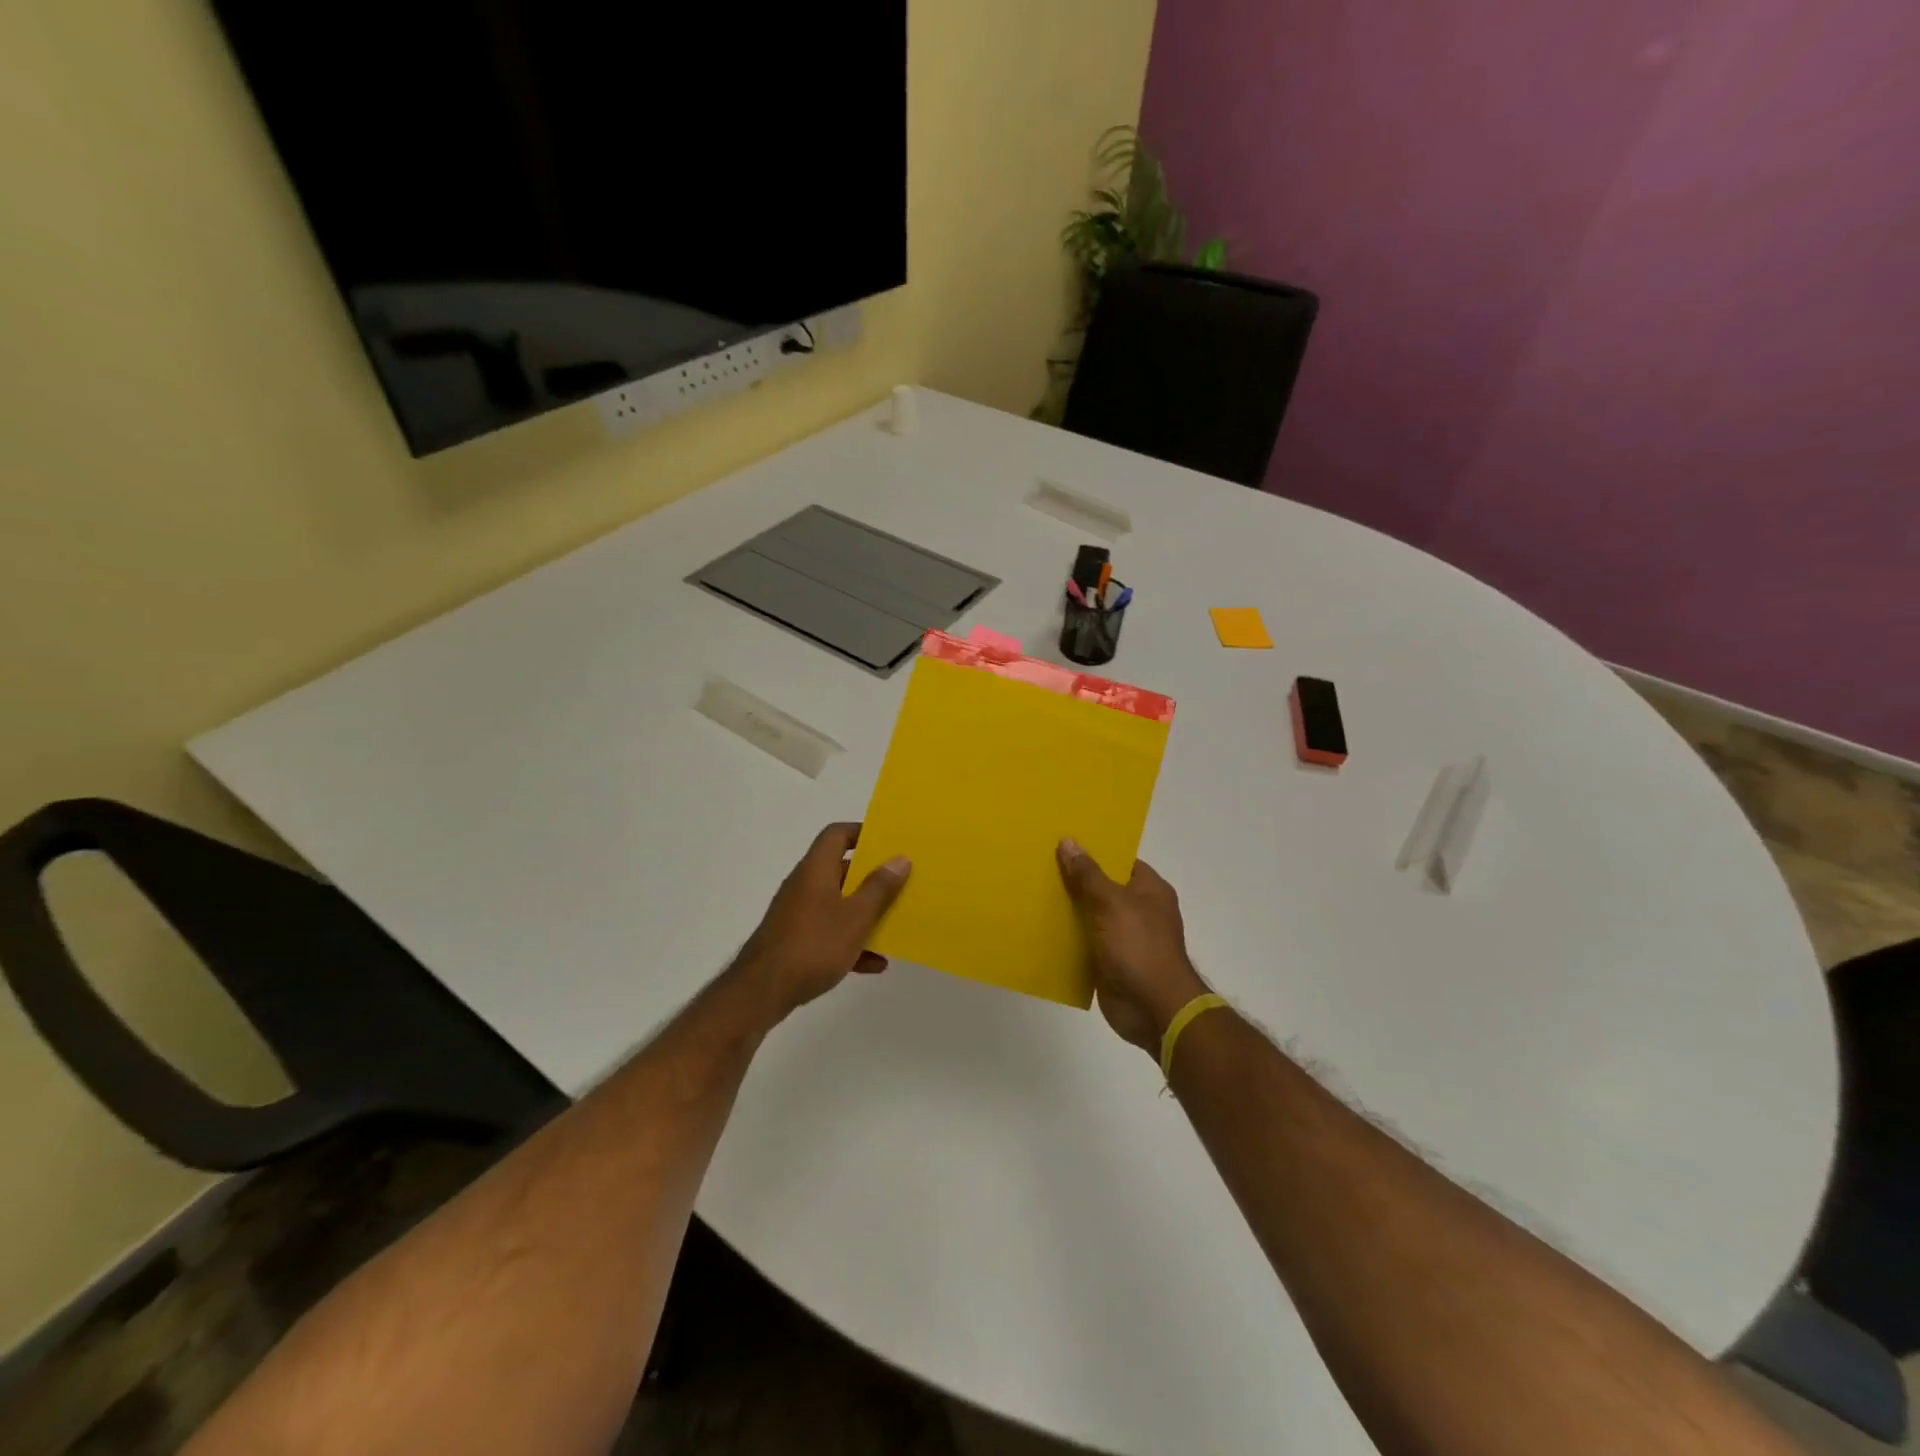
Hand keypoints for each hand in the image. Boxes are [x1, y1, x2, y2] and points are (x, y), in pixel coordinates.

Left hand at [732, 823, 910, 1021]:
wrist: (762, 992)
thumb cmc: (813, 945)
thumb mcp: (856, 917)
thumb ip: (880, 888)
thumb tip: (900, 858)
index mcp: (816, 870)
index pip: (836, 834)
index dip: (862, 833)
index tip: (888, 843)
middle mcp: (804, 886)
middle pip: (841, 870)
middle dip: (871, 878)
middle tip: (900, 884)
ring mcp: (797, 914)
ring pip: (838, 904)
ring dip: (864, 913)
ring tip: (893, 924)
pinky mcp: (795, 941)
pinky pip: (829, 933)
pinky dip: (851, 942)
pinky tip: (874, 963)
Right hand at [1057, 839, 1208, 1054]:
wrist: (1153, 1009)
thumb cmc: (1139, 947)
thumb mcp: (1112, 903)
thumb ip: (1088, 875)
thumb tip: (1068, 842)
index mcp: (1149, 889)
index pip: (1120, 860)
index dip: (1094, 851)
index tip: (1062, 843)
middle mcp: (1138, 910)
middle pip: (1101, 887)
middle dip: (1074, 879)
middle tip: (1039, 863)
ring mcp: (1123, 937)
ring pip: (1089, 915)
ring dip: (1067, 909)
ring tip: (1032, 891)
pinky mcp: (1108, 962)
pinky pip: (1084, 943)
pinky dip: (1066, 938)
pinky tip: (1039, 928)